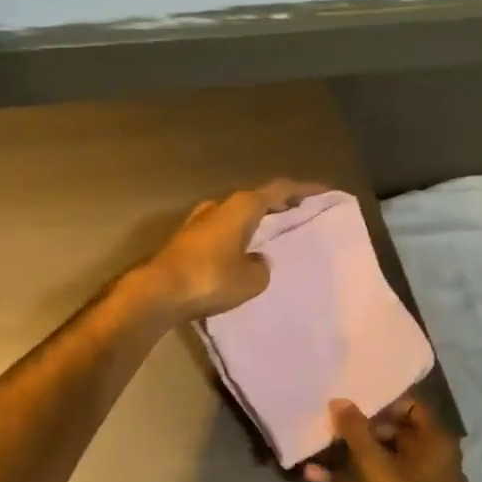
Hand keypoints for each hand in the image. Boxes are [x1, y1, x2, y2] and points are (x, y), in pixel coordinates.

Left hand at [141, 179, 325, 320]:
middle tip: (300, 213)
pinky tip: (243, 251)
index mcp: (243, 206)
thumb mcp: (251, 279)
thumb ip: (262, 267)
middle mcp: (221, 206)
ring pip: (237, 214)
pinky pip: (222, 231)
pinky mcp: (187, 239)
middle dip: (279, 204)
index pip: (280, 189)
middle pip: (257, 198)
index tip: (323, 192)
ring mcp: (200, 221)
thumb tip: (257, 261)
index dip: (304, 190)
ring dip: (255, 220)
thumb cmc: (211, 278)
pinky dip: (238, 235)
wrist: (159, 291)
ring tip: (273, 233)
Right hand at [307, 396, 466, 481]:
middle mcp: (435, 464)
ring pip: (384, 467)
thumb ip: (355, 430)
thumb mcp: (375, 464)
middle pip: (397, 436)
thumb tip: (340, 400)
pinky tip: (318, 480)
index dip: (384, 403)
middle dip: (362, 432)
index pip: (414, 407)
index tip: (353, 405)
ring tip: (318, 450)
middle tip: (332, 427)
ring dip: (352, 459)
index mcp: (438, 444)